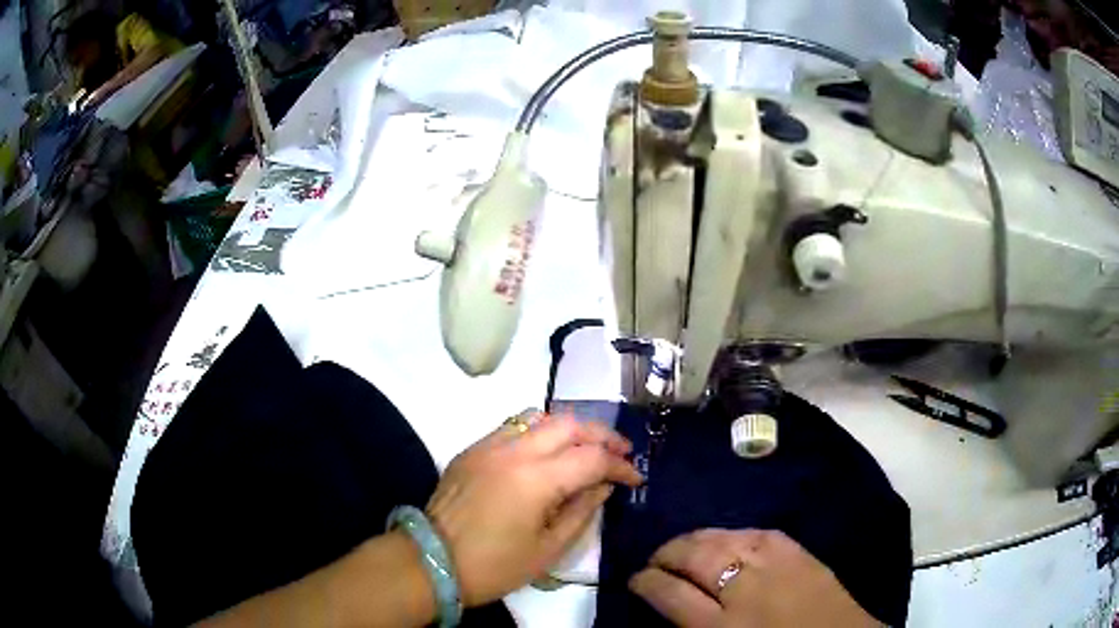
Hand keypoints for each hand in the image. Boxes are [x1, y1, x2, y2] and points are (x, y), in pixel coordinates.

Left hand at [427, 412, 642, 605]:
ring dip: (569, 428)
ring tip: (585, 448)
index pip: (592, 458)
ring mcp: (488, 445)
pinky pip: (512, 427)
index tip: (636, 478)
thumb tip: (602, 486)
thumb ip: (581, 512)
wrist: (431, 560)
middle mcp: (513, 450)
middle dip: (601, 435)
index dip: (620, 466)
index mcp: (536, 479)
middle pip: (569, 424)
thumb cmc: (494, 565)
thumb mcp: (548, 549)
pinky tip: (546, 453)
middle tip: (620, 453)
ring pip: (539, 417)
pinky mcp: (472, 449)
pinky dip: (538, 432)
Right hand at [630, 529, 879, 627]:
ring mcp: (775, 565)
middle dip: (666, 554)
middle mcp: (744, 590)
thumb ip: (695, 627)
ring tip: (684, 545)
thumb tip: (669, 603)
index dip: (646, 582)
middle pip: (694, 558)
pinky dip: (735, 533)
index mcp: (721, 626)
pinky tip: (727, 538)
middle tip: (655, 559)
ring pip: (724, 539)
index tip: (635, 578)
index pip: (669, 594)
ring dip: (696, 539)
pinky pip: (759, 532)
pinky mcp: (799, 552)